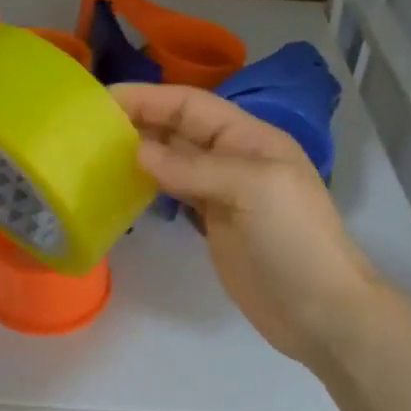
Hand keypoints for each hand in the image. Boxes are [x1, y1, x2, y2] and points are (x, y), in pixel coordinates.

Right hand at [111, 84, 385, 366]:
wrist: (322, 312)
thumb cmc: (294, 240)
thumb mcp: (252, 190)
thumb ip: (194, 168)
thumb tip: (139, 153)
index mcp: (250, 138)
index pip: (191, 105)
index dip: (149, 98)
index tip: (103, 100)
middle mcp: (234, 158)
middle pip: (179, 130)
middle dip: (138, 122)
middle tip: (88, 128)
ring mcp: (223, 193)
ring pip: (174, 161)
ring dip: (139, 154)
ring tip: (96, 154)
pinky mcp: (214, 225)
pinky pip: (175, 194)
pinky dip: (149, 186)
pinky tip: (122, 187)